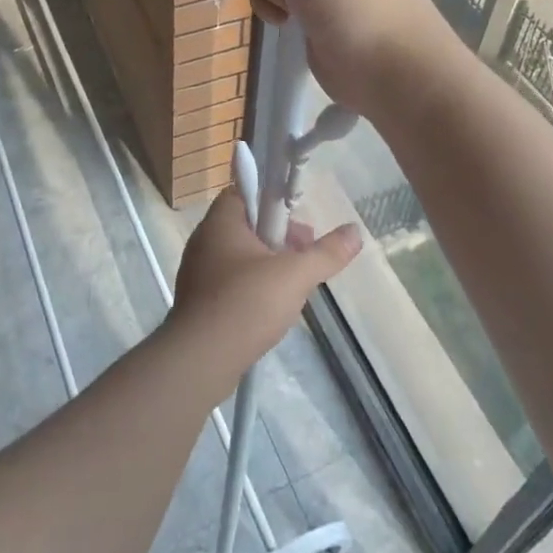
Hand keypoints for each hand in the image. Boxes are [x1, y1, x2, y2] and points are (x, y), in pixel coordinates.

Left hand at [167, 187, 360, 378]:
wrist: (200, 359)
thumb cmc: (246, 303)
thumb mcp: (294, 275)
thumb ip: (326, 253)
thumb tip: (355, 231)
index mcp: (221, 220)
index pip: (246, 192)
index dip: (275, 203)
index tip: (299, 225)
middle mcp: (204, 239)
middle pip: (247, 225)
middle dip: (279, 237)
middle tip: (304, 256)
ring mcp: (197, 270)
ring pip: (240, 255)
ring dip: (268, 264)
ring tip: (294, 287)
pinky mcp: (198, 299)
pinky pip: (230, 281)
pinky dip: (251, 287)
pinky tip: (270, 309)